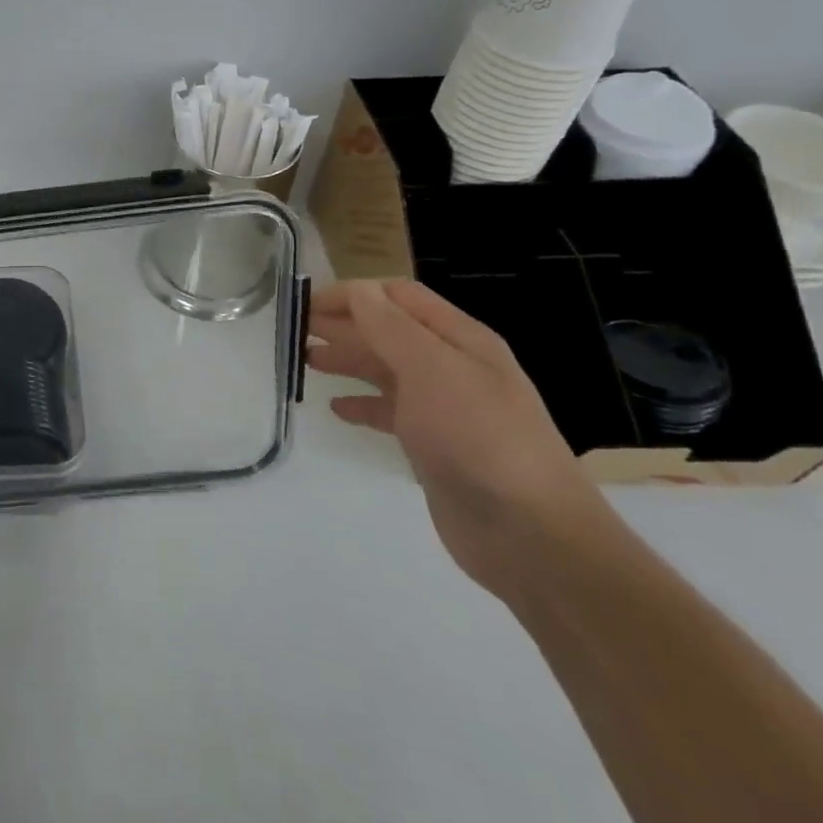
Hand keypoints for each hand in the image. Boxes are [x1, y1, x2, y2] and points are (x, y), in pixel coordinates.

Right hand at [307, 279, 611, 599]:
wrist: (528, 532)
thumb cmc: (478, 437)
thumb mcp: (431, 370)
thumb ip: (391, 327)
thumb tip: (358, 290)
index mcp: (460, 339)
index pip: (398, 296)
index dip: (353, 293)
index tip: (305, 303)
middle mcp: (453, 366)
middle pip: (389, 330)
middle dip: (343, 323)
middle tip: (294, 328)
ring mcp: (444, 408)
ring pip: (385, 370)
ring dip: (346, 360)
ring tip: (305, 361)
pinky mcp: (433, 445)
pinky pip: (389, 412)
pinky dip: (361, 405)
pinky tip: (335, 409)